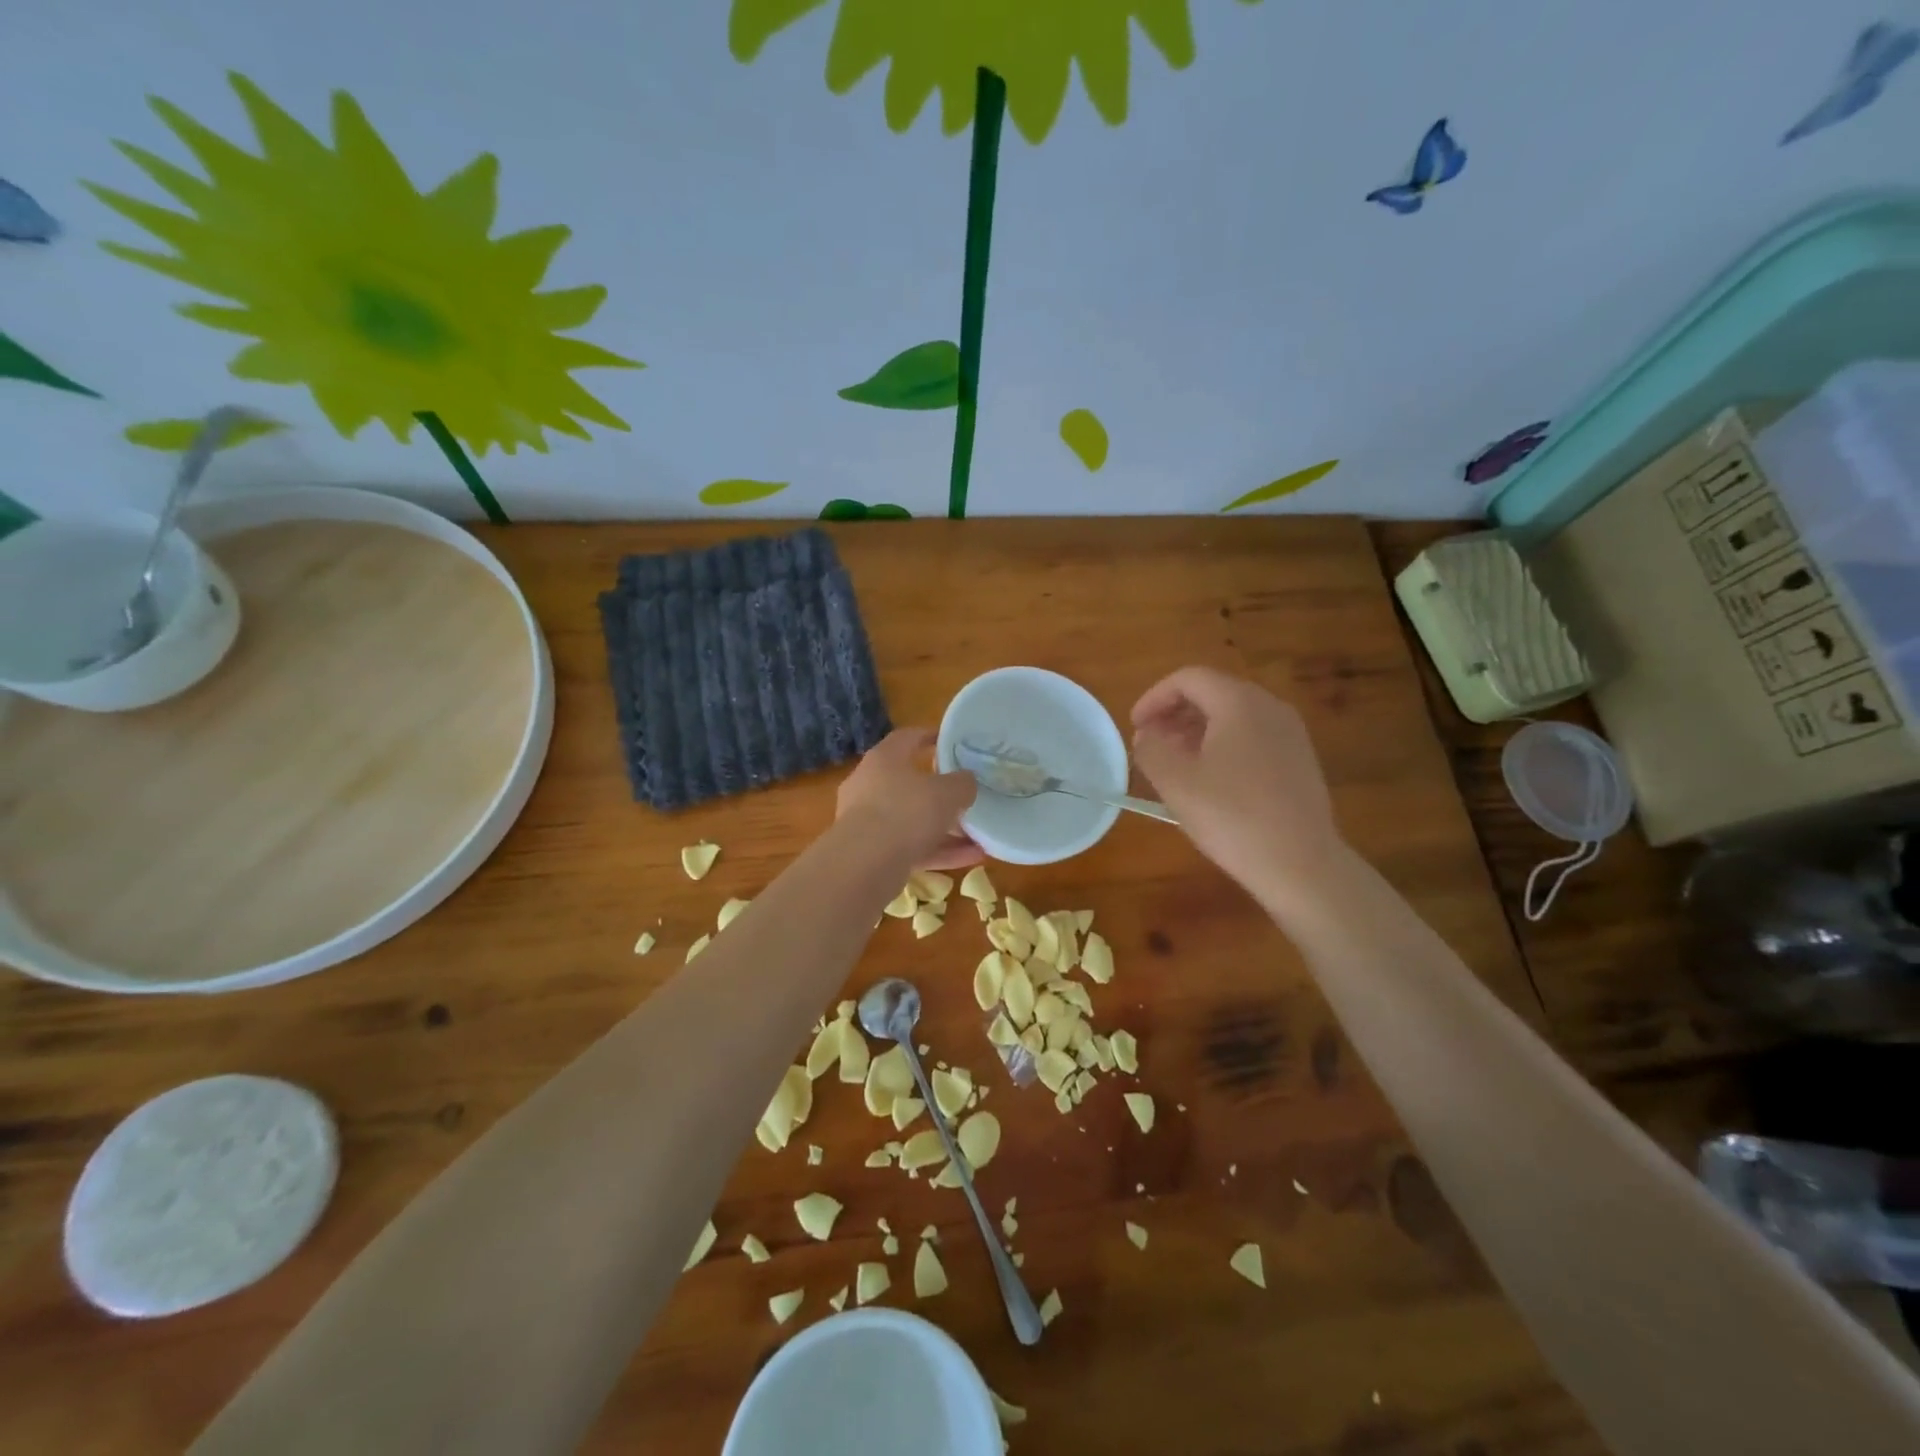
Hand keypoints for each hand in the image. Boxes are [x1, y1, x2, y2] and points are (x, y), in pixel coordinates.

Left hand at [836, 728, 984, 871]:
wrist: (865, 865)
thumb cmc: (906, 812)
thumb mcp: (947, 792)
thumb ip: (962, 783)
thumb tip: (966, 781)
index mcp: (883, 759)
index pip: (907, 738)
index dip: (930, 736)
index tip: (951, 741)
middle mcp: (869, 786)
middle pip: (909, 783)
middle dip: (940, 792)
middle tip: (966, 794)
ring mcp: (867, 822)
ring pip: (912, 820)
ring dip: (944, 827)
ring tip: (978, 834)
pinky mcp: (871, 854)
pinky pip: (911, 847)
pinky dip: (939, 851)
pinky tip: (971, 858)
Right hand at [1130, 667, 1346, 899]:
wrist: (1301, 864)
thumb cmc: (1232, 817)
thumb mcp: (1176, 783)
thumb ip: (1151, 750)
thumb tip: (1147, 735)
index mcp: (1239, 703)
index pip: (1188, 678)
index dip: (1154, 697)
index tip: (1135, 726)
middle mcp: (1270, 707)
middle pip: (1213, 693)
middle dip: (1175, 713)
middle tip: (1150, 743)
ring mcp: (1291, 734)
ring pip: (1234, 716)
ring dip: (1197, 730)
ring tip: (1174, 762)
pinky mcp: (1300, 760)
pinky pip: (1253, 737)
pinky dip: (1223, 745)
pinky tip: (1210, 780)